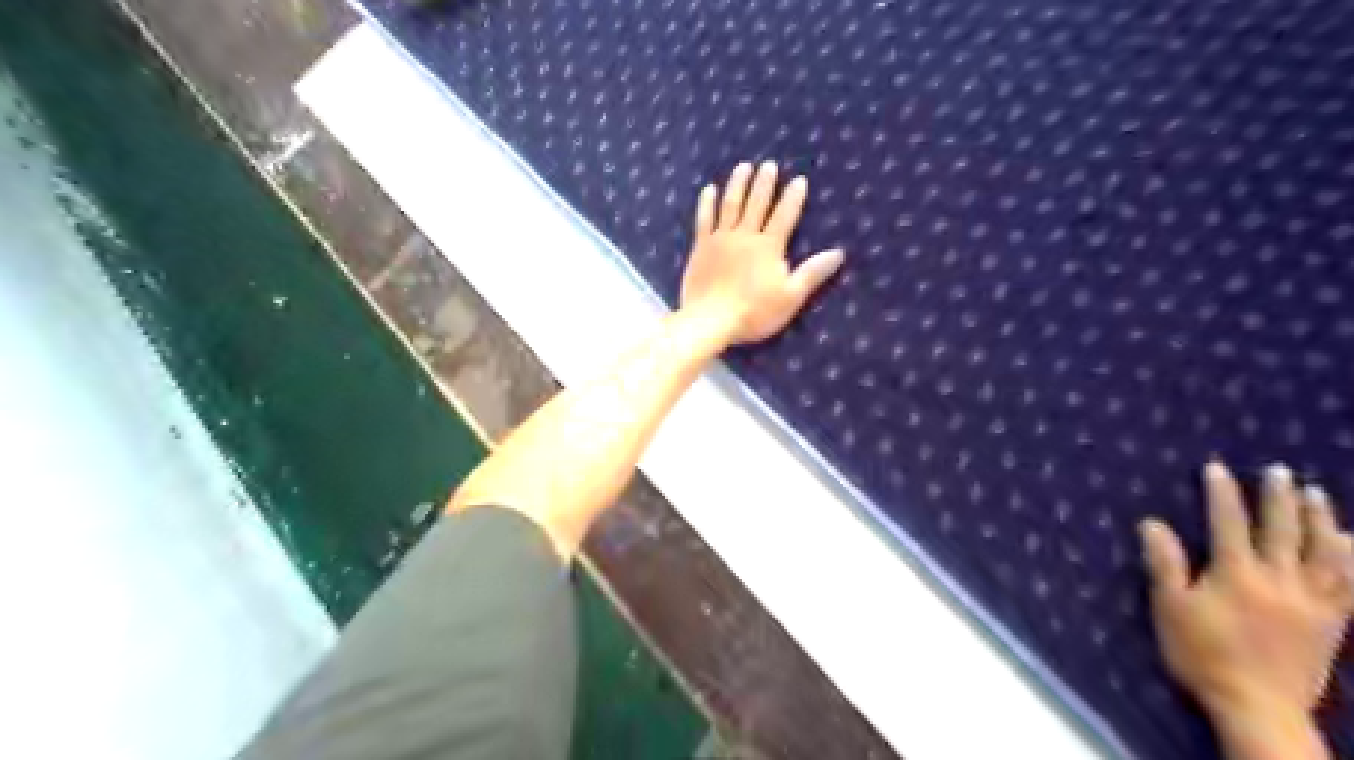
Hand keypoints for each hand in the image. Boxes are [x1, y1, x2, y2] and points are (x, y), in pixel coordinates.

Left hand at [684, 163, 843, 347]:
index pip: (784, 216)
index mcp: (769, 247)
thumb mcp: (790, 296)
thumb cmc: (754, 313)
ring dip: (738, 184)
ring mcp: (721, 239)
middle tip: (769, 165)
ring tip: (744, 167)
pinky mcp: (701, 247)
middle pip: (756, 203)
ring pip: (731, 204)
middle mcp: (745, 236)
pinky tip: (709, 190)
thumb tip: (839, 253)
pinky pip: (704, 219)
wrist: (710, 320)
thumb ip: (812, 273)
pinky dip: (707, 203)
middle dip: (764, 183)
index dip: (793, 198)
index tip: (799, 180)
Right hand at [1140, 464, 1352, 728]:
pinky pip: (1350, 585)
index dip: (1223, 494)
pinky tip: (1351, 543)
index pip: (1229, 524)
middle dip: (1278, 498)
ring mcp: (1313, 602)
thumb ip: (1165, 564)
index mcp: (1236, 575)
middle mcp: (1280, 581)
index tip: (1217, 468)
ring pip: (1323, 552)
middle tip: (1279, 471)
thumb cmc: (1203, 654)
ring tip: (1316, 495)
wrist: (1258, 707)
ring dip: (1320, 520)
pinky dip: (1352, 560)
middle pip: (1282, 531)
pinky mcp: (1333, 623)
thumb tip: (1152, 523)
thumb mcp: (1171, 608)